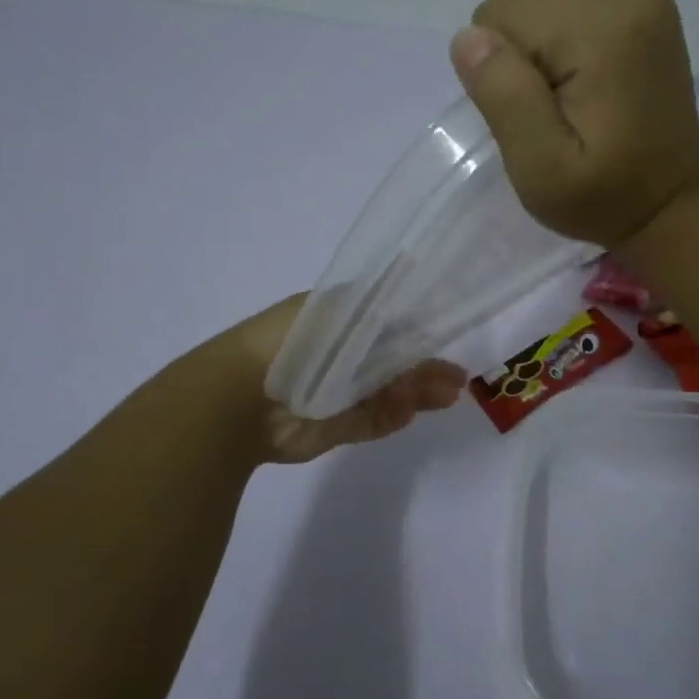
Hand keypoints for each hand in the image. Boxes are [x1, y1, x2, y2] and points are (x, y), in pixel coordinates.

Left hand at [226, 295, 466, 464]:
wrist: (241, 399)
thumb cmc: (292, 344)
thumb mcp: (341, 314)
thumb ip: (378, 303)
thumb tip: (411, 272)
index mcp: (337, 321)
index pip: (387, 322)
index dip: (417, 329)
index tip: (445, 334)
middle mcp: (339, 356)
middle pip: (393, 361)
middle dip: (424, 367)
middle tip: (457, 377)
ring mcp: (338, 393)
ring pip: (388, 392)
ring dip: (417, 393)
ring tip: (449, 395)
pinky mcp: (335, 426)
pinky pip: (372, 421)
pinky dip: (393, 416)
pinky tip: (411, 411)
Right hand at [449, 0, 698, 246]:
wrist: (673, 202)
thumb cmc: (604, 196)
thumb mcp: (542, 169)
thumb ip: (506, 99)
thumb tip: (470, 36)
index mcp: (603, 28)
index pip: (501, 14)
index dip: (501, 70)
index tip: (536, 114)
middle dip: (518, 53)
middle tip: (550, 110)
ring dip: (538, 47)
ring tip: (570, 98)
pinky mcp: (643, 5)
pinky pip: (567, 4)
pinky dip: (560, 41)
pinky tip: (586, 83)